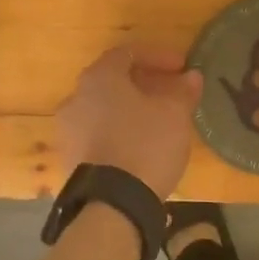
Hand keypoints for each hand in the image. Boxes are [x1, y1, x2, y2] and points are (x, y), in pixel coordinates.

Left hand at [56, 46, 203, 199]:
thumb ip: (183, 91)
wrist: (112, 206)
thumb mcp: (174, 115)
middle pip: (113, 81)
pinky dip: (119, 131)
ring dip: (131, 109)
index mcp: (99, 78)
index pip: (127, 53)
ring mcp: (68, 130)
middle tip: (172, 93)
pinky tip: (141, 146)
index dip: (158, 56)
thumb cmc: (145, 145)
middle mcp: (76, 98)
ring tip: (158, 121)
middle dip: (145, 83)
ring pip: (104, 109)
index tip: (182, 67)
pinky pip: (97, 134)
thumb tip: (191, 77)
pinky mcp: (69, 159)